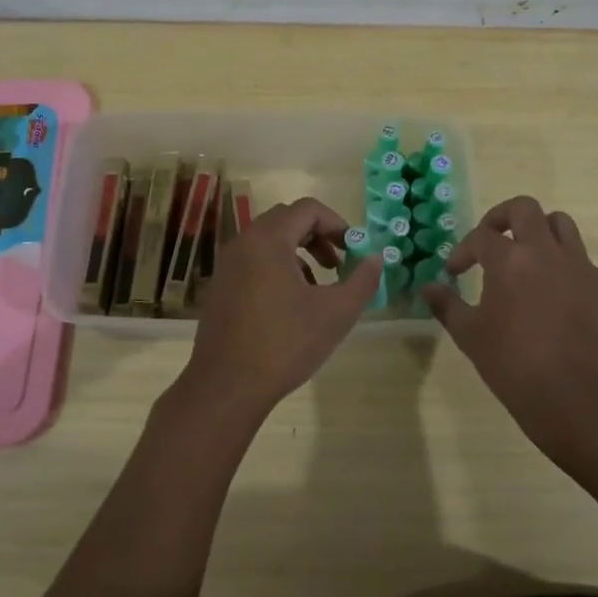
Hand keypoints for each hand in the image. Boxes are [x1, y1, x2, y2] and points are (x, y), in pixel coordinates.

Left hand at [180, 197, 382, 418]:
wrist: (226, 387)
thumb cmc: (284, 344)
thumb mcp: (335, 313)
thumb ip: (362, 281)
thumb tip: (376, 258)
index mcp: (268, 239)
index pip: (308, 209)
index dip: (337, 224)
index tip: (354, 250)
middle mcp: (243, 242)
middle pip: (287, 220)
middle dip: (318, 236)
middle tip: (338, 265)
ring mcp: (227, 265)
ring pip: (269, 241)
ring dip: (299, 252)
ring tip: (318, 286)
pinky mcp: (220, 287)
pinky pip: (254, 260)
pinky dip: (278, 267)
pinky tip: (291, 303)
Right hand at [424, 195, 597, 460]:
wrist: (574, 397)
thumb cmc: (512, 365)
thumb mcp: (469, 336)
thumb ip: (446, 305)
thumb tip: (428, 288)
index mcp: (510, 260)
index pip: (481, 237)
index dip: (463, 250)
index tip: (455, 272)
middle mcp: (547, 253)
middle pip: (525, 208)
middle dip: (503, 217)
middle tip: (493, 239)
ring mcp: (583, 268)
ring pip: (562, 226)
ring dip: (541, 233)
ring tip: (530, 258)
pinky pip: (586, 266)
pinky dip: (568, 273)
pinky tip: (560, 301)